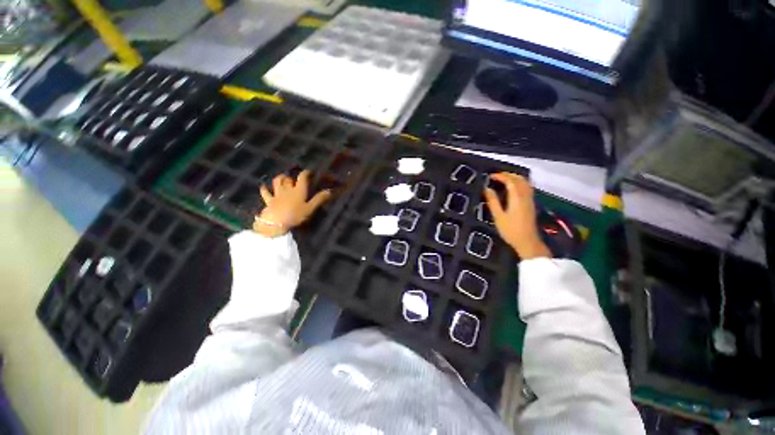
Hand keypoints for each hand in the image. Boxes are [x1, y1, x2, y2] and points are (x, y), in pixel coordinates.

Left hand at [253, 170, 331, 237]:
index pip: (302, 178)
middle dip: (292, 176)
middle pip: (289, 179)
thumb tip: (329, 190)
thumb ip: (319, 199)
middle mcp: (287, 189)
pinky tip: (263, 186)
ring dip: (280, 178)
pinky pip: (265, 193)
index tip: (309, 172)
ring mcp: (277, 194)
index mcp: (299, 190)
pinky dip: (264, 189)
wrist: (276, 222)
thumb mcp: (310, 208)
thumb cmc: (295, 215)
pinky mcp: (269, 200)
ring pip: (277, 182)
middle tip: (295, 177)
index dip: (306, 173)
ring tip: (282, 177)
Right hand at [484, 173, 550, 259]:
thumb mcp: (498, 216)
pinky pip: (527, 188)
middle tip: (497, 176)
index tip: (491, 176)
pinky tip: (513, 188)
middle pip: (520, 179)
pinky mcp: (531, 204)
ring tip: (504, 179)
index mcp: (517, 198)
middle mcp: (525, 196)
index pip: (510, 181)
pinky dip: (520, 183)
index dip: (501, 176)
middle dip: (509, 175)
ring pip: (525, 183)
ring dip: (515, 178)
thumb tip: (487, 189)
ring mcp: (530, 200)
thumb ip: (493, 201)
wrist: (527, 242)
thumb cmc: (510, 230)